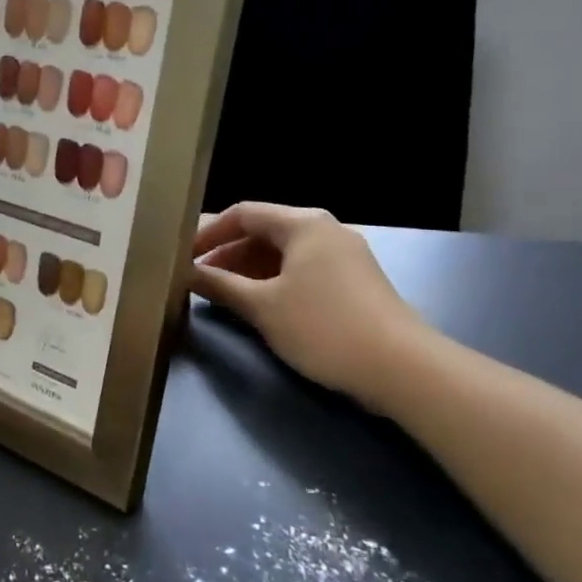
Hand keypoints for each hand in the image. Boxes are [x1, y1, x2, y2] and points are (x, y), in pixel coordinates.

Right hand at [190, 202, 425, 404]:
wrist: (401, 368)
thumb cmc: (323, 327)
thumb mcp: (262, 306)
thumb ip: (220, 285)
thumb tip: (185, 273)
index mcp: (304, 223)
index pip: (243, 213)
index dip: (207, 232)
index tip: (180, 254)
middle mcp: (324, 230)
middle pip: (263, 231)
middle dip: (225, 252)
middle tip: (193, 275)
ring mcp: (342, 257)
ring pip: (281, 254)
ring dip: (246, 270)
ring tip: (217, 292)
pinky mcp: (352, 283)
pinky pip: (300, 271)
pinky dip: (271, 282)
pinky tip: (254, 304)